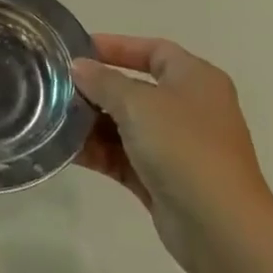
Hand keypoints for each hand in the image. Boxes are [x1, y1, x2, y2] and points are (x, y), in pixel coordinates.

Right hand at [71, 35, 272, 272]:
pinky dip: (98, 152)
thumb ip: (104, 81)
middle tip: (55, 87)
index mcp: (195, 79)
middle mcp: (188, 108)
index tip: (77, 51)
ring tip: (53, 118)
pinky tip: (65, 149)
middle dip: (96, 88)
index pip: (153, 50)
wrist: (219, 226)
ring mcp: (176, 146)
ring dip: (92, 122)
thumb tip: (79, 66)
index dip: (116, 46)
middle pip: (135, 88)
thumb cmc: (184, 147)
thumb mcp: (139, 103)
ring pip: (126, 125)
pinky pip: (123, 157)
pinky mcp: (162, 179)